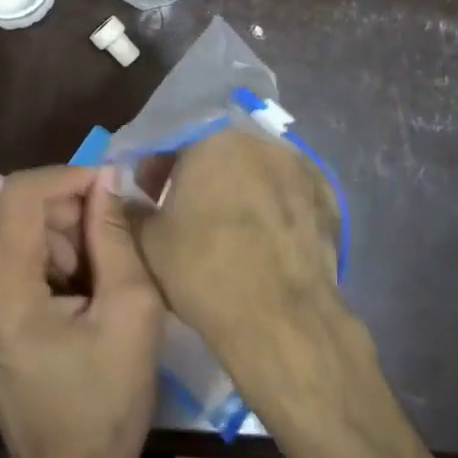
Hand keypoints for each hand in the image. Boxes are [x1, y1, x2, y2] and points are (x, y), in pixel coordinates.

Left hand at [0, 165, 163, 457]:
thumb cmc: (106, 402)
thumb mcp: (131, 313)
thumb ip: (115, 237)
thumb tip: (106, 181)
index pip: (21, 195)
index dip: (69, 176)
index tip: (112, 185)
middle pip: (11, 207)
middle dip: (66, 206)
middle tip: (112, 233)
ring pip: (8, 225)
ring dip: (57, 230)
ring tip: (97, 270)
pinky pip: (4, 252)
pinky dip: (42, 251)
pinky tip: (74, 286)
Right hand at [134, 128, 363, 422]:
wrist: (281, 318)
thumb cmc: (203, 269)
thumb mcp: (147, 240)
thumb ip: (132, 210)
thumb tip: (129, 199)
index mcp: (212, 139)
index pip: (172, 141)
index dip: (155, 168)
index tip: (148, 193)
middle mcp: (260, 142)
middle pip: (218, 151)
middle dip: (198, 175)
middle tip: (185, 210)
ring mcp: (301, 167)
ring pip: (256, 171)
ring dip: (237, 189)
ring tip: (227, 227)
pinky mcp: (328, 198)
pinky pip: (287, 194)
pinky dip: (272, 207)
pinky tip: (263, 239)